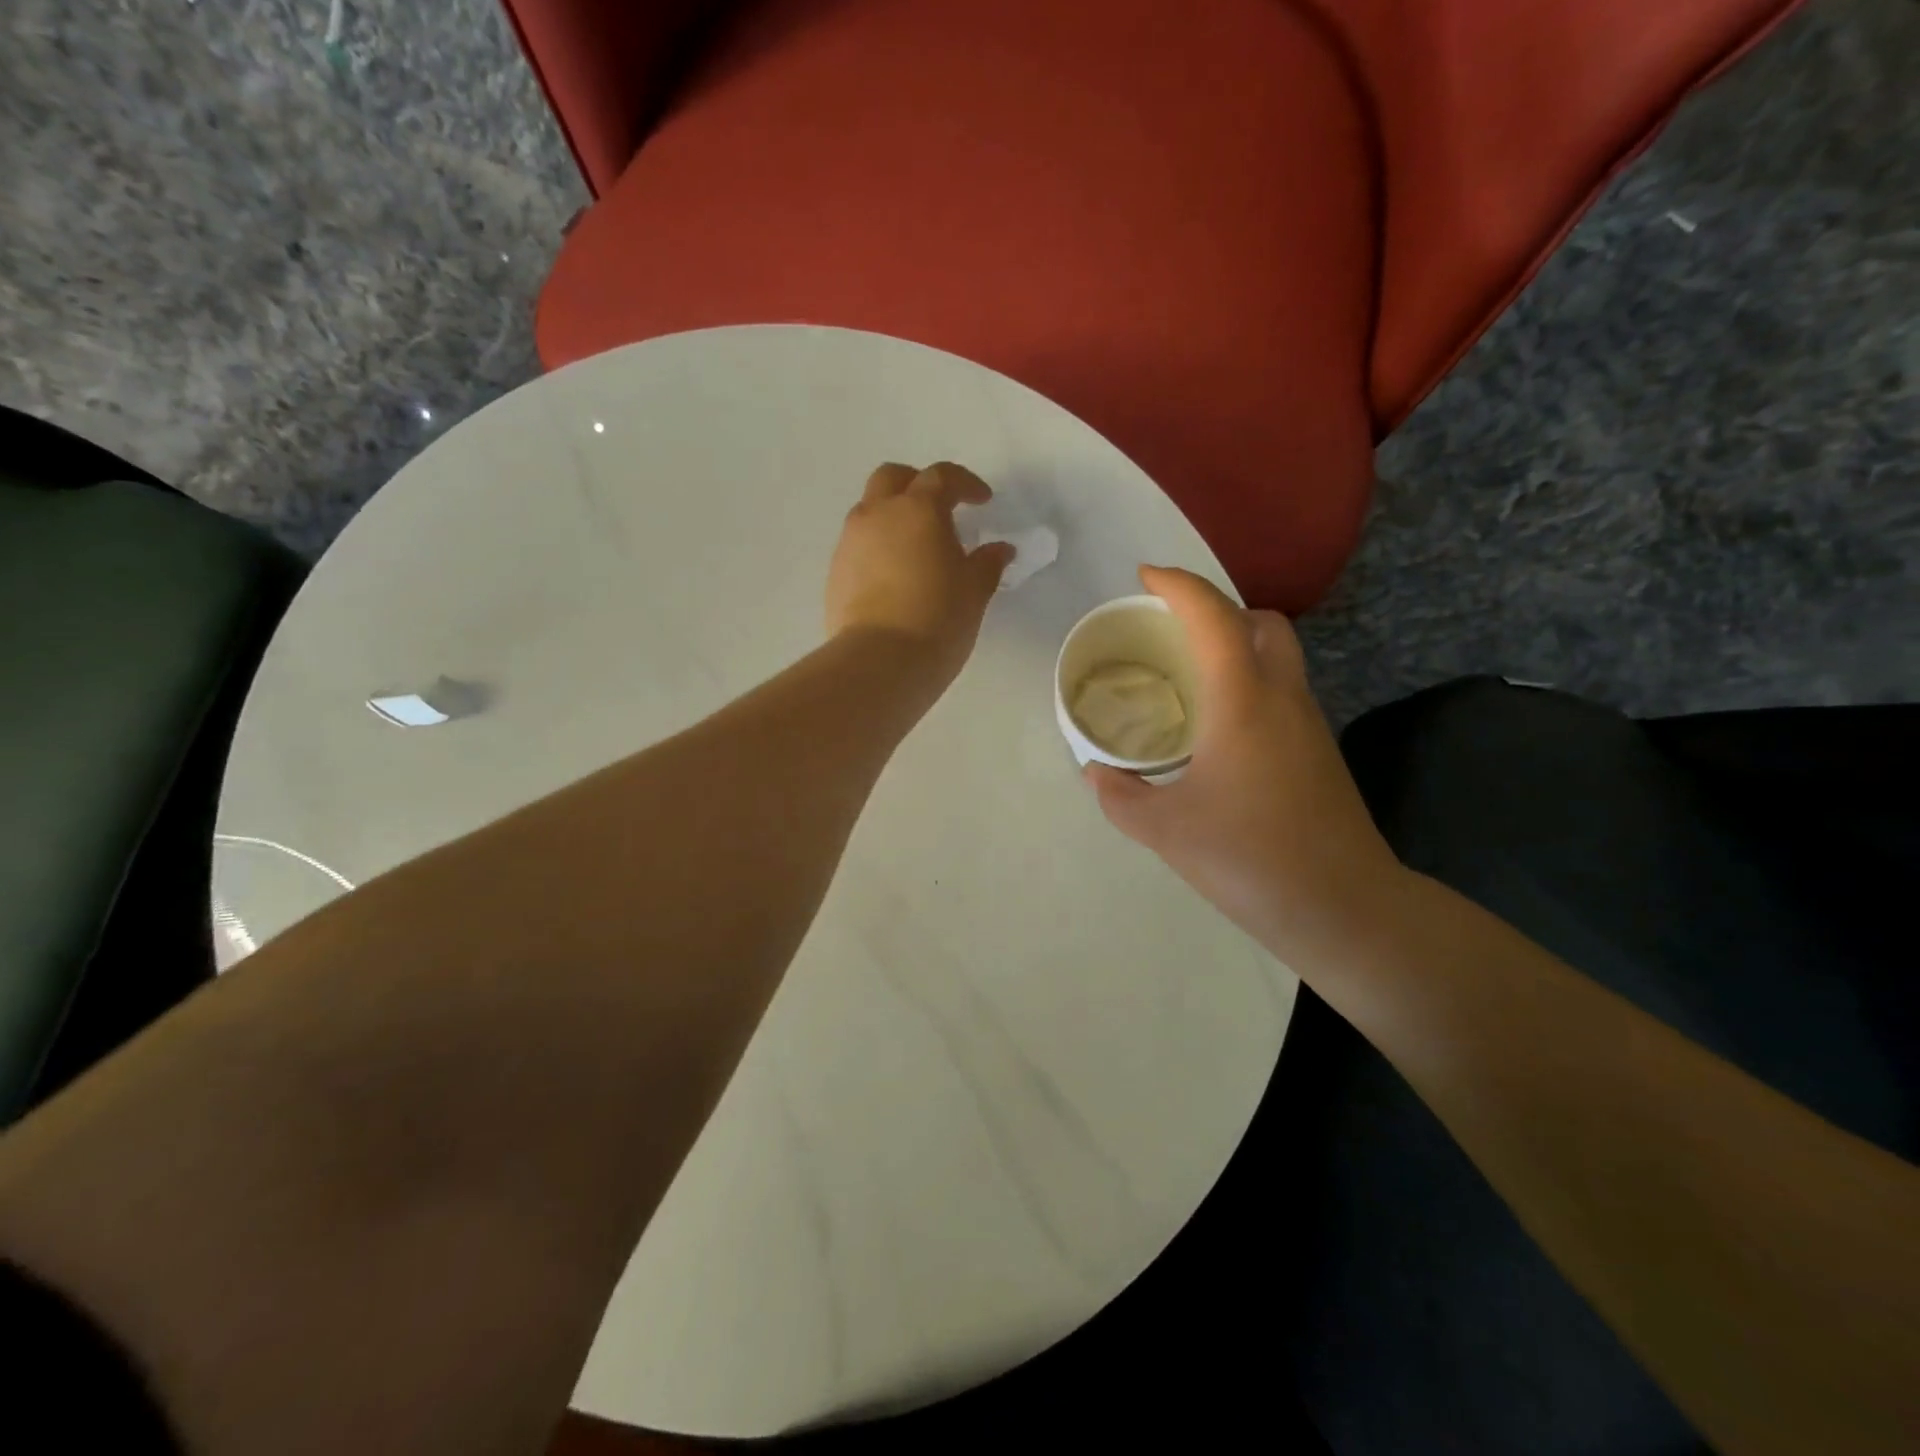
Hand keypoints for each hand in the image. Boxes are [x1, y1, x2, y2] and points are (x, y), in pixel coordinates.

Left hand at [826, 462, 1014, 685]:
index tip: (982, 501)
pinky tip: (893, 576)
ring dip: (892, 517)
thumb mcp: (974, 591)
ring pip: (869, 510)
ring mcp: (850, 542)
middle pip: (892, 478)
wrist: (880, 661)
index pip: (942, 477)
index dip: (965, 484)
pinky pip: (858, 545)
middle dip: (917, 484)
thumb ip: (987, 563)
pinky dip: (877, 548)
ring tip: (915, 548)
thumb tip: (999, 550)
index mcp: (918, 509)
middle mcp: (878, 514)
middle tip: (939, 509)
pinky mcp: (835, 572)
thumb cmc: (938, 618)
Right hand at [1084, 567, 1404, 958]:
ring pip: (1278, 655)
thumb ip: (1121, 795)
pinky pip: (1281, 690)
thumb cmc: (1247, 857)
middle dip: (1217, 609)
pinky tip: (1218, 727)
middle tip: (1172, 632)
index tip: (1144, 577)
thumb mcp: (1164, 829)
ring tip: (1188, 676)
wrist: (1342, 906)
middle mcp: (1282, 696)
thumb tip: (1097, 772)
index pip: (1212, 615)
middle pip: (1261, 622)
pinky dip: (1249, 682)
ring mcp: (1308, 722)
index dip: (1178, 585)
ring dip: (1236, 645)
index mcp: (1241, 699)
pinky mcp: (1318, 751)